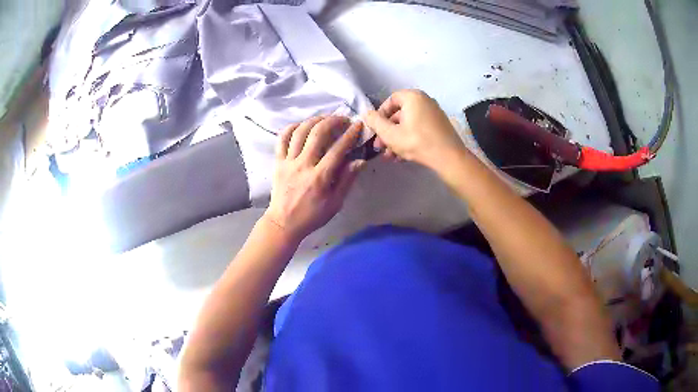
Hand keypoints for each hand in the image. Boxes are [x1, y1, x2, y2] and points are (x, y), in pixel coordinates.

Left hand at [263, 116, 365, 242]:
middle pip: (317, 133)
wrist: (283, 223)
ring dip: (314, 120)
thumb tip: (359, 161)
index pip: (338, 149)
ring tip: (324, 119)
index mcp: (319, 177)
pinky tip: (302, 125)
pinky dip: (292, 128)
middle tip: (342, 119)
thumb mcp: (335, 203)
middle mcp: (303, 165)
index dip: (350, 135)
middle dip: (332, 121)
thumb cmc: (312, 216)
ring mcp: (288, 162)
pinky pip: (282, 139)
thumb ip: (346, 181)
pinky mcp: (278, 162)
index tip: (358, 126)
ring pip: (300, 132)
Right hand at [363, 89, 467, 169]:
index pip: (391, 100)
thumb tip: (367, 114)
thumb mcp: (390, 134)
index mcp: (413, 97)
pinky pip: (419, 129)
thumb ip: (375, 122)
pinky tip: (402, 157)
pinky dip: (409, 139)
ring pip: (409, 124)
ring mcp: (434, 114)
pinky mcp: (440, 126)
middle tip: (380, 147)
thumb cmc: (417, 142)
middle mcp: (425, 101)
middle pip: (400, 114)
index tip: (375, 129)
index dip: (380, 114)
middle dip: (387, 132)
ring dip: (396, 139)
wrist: (449, 157)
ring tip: (390, 156)